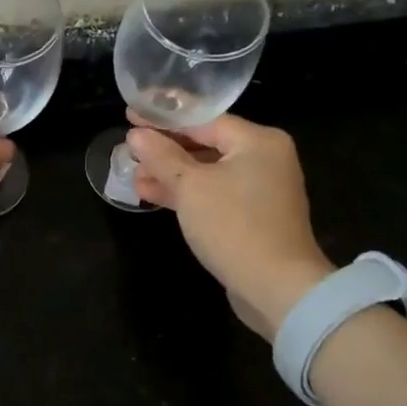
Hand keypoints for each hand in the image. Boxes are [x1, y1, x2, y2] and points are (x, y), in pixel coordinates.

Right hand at [126, 112, 334, 338]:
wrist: (276, 287)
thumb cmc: (233, 225)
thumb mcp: (190, 187)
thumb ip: (162, 157)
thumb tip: (137, 135)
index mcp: (258, 141)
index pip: (204, 120)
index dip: (164, 120)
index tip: (131, 117)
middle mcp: (265, 159)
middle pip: (207, 145)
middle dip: (166, 151)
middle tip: (130, 150)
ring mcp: (260, 190)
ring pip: (207, 173)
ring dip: (171, 175)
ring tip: (134, 177)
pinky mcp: (252, 217)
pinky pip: (214, 195)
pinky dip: (187, 195)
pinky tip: (153, 196)